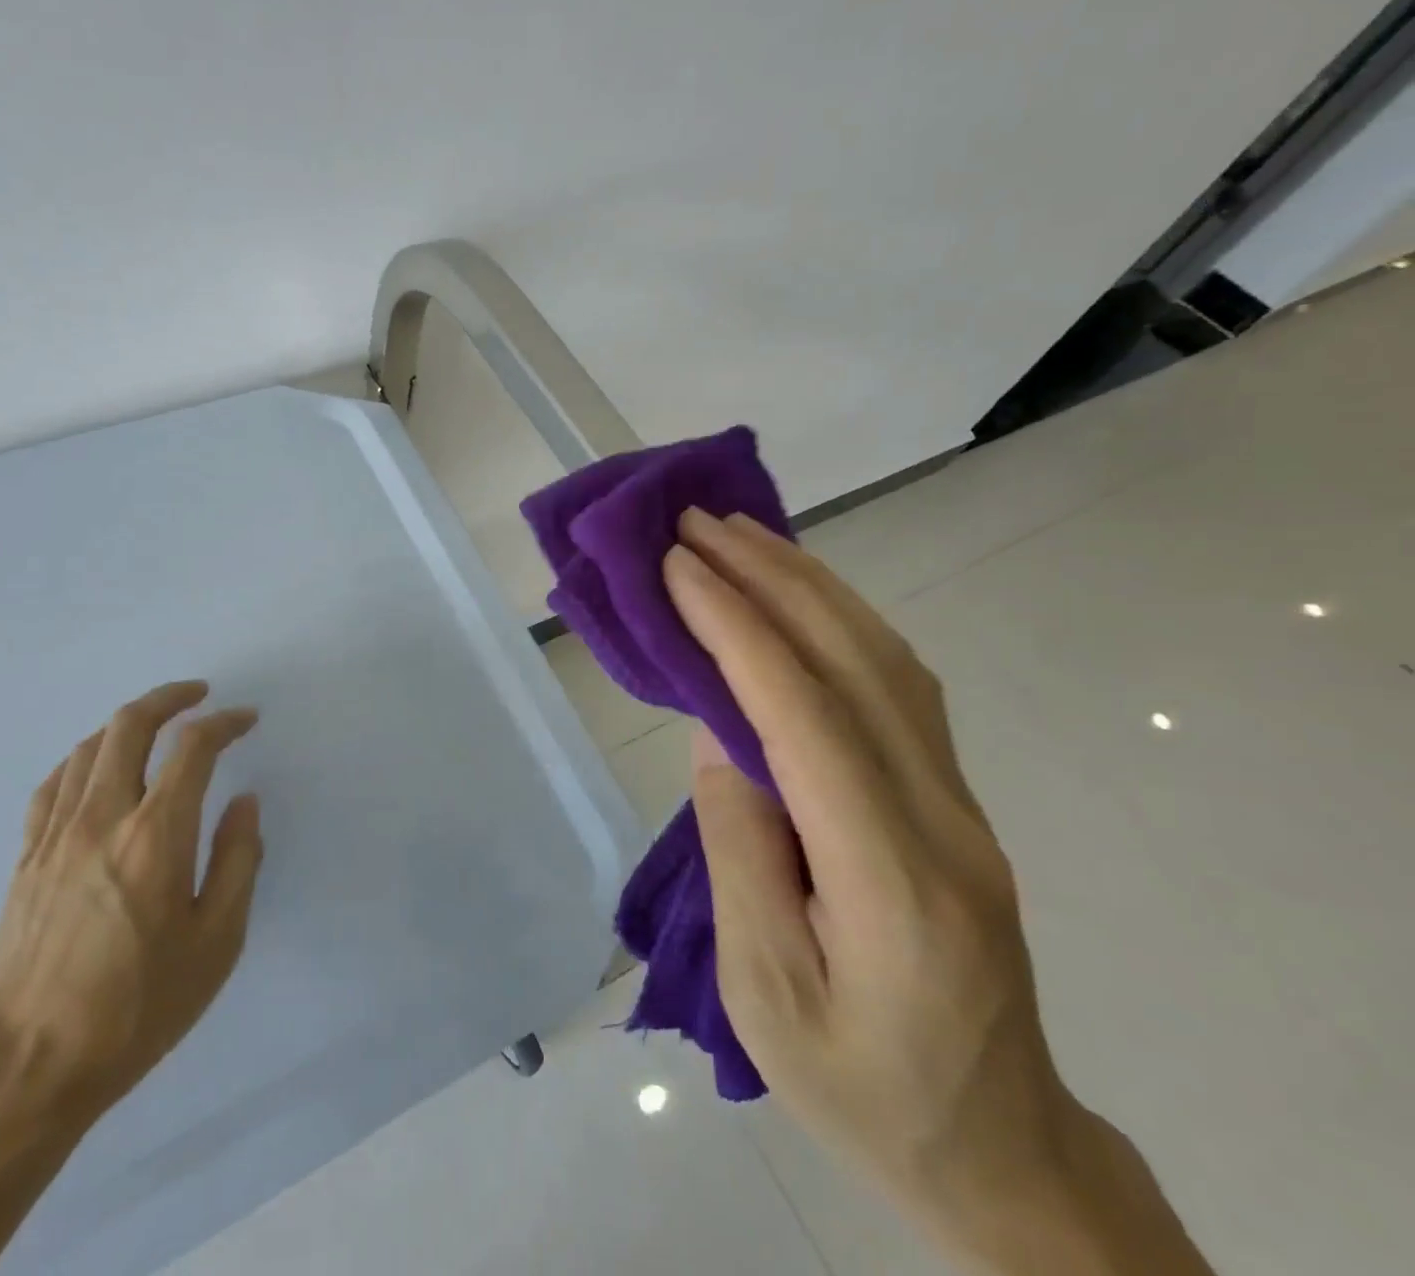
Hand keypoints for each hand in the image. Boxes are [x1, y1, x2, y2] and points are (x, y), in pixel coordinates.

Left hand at [0, 682, 263, 1127]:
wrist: (28, 1070)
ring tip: (155, 724)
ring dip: (128, 722)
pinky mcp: (25, 859)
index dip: (224, 723)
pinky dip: (83, 758)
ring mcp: (55, 835)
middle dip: (169, 697)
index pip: (193, 748)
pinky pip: (53, 784)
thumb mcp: (217, 943)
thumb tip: (245, 803)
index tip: (246, 719)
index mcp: (156, 836)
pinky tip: (95, 766)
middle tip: (198, 694)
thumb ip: (238, 862)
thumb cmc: (137, 1009)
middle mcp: (102, 818)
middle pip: (130, 725)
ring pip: (89, 747)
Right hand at [664, 512, 1214, 1275]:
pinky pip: (897, 685)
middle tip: (697, 523)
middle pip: (856, 665)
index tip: (675, 566)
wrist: (996, 1149)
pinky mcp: (955, 798)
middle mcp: (943, 820)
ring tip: (741, 534)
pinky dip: (839, 619)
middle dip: (770, 579)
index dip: (735, 629)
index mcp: (890, 880)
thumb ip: (740, 846)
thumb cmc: (856, 1087)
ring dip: (808, 583)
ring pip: (886, 661)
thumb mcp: (762, 989)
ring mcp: (962, 803)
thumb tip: (718, 725)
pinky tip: (798, 594)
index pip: (805, 717)